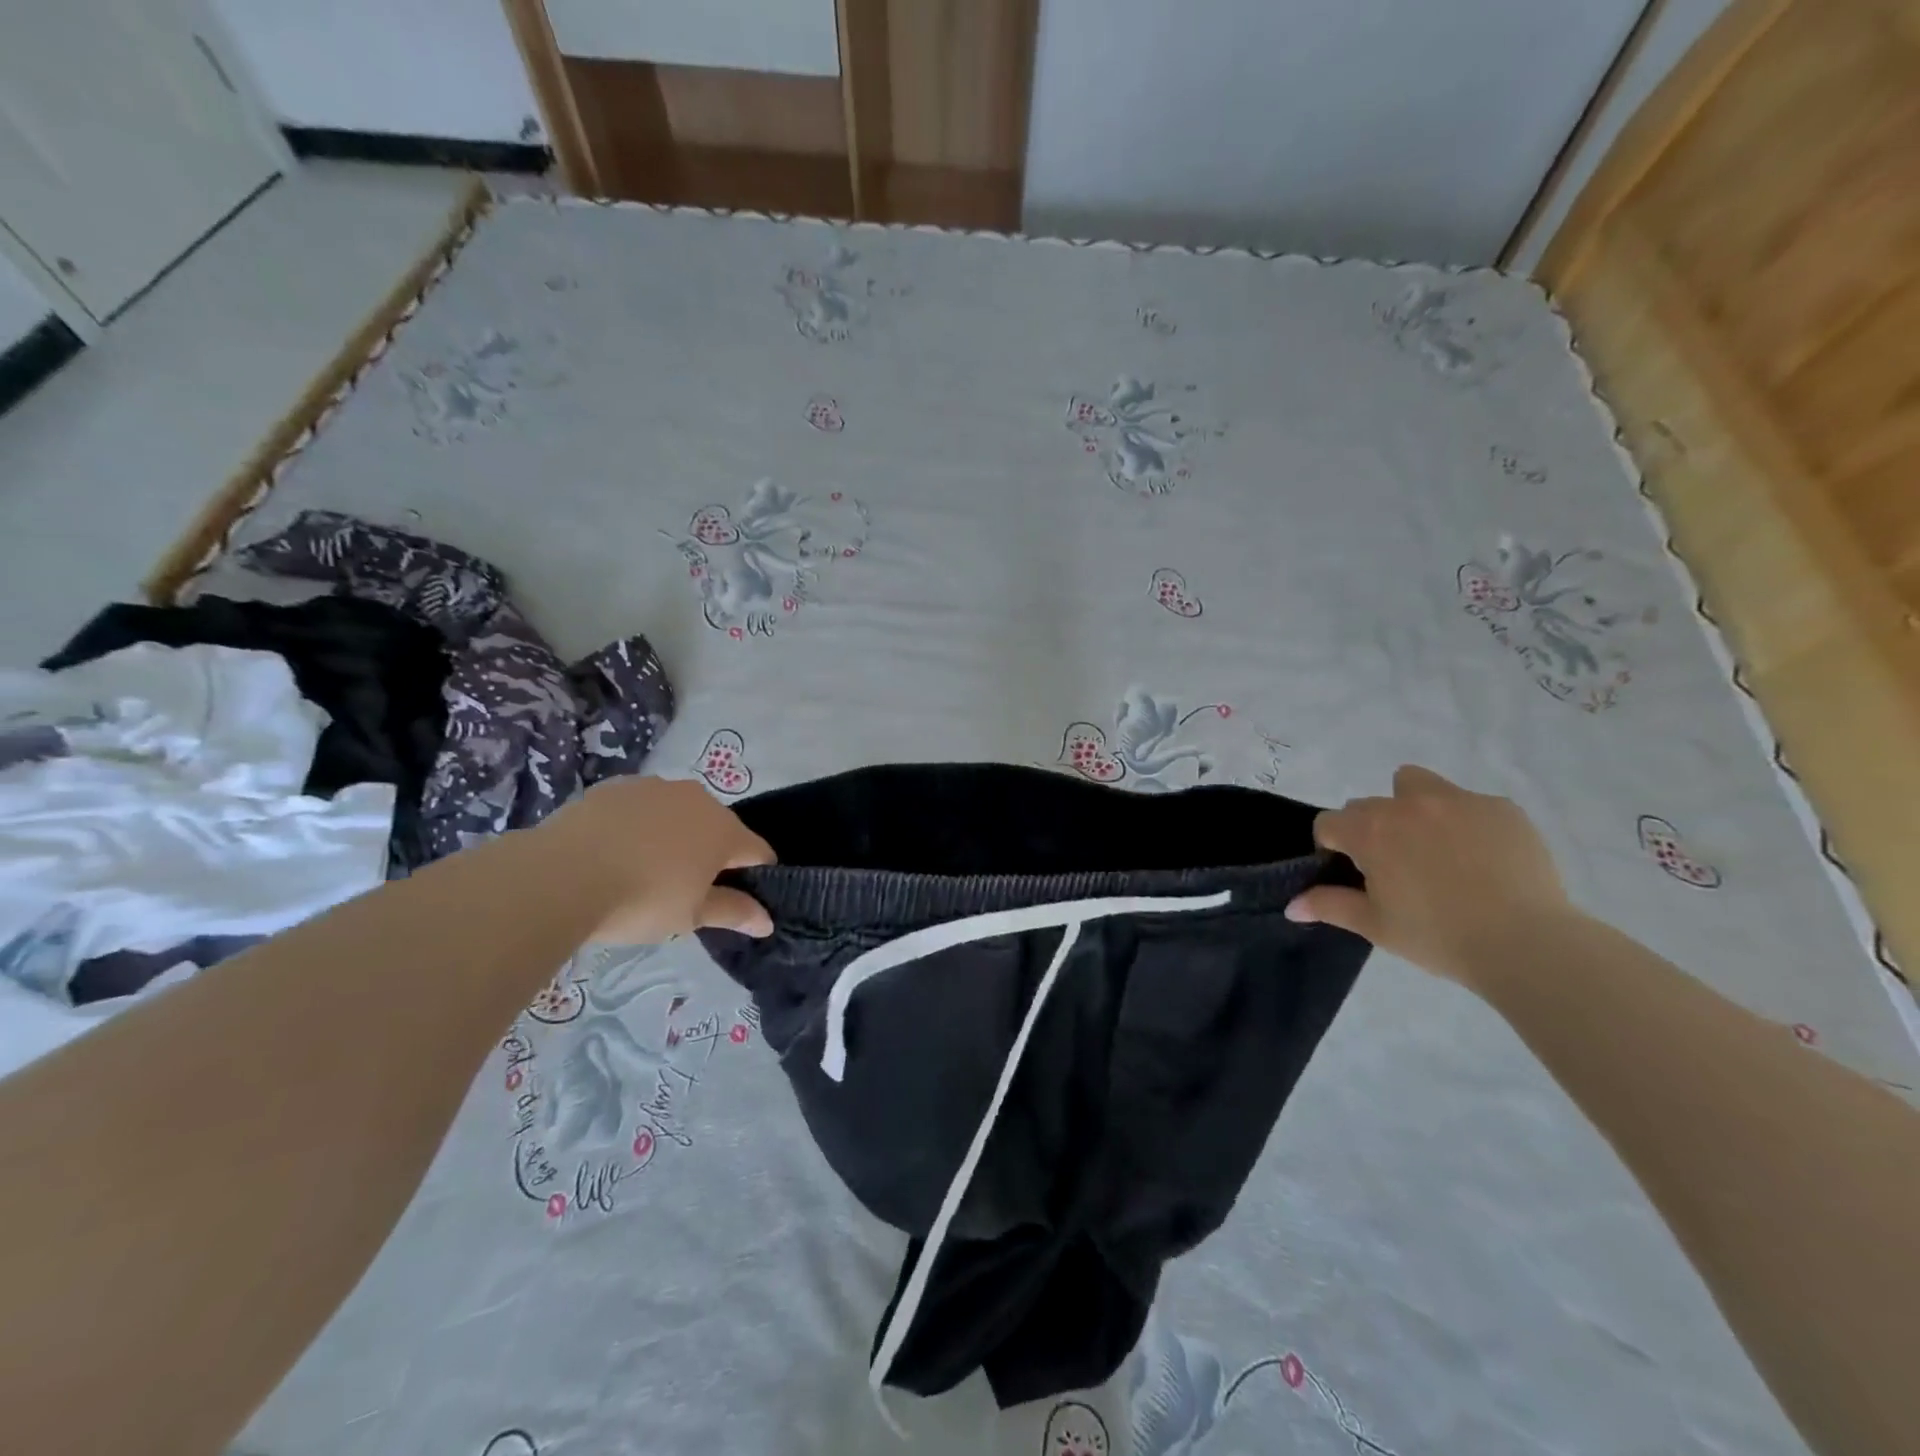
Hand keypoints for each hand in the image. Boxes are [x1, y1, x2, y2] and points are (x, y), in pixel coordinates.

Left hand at [530, 776, 774, 943]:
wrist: (560, 875)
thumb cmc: (640, 900)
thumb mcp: (690, 917)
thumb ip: (732, 912)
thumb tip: (767, 921)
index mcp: (725, 830)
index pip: (759, 852)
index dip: (756, 876)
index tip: (737, 900)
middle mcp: (698, 799)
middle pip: (719, 828)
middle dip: (712, 854)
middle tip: (686, 889)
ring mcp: (656, 787)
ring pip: (680, 813)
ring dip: (674, 836)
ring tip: (645, 870)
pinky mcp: (617, 786)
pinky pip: (642, 807)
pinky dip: (639, 825)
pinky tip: (615, 851)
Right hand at [1286, 765, 1571, 987]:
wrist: (1527, 944)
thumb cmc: (1437, 936)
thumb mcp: (1375, 926)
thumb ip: (1329, 906)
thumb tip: (1292, 906)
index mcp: (1370, 831)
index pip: (1329, 823)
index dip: (1333, 847)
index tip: (1353, 874)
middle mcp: (1407, 805)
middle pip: (1368, 805)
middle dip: (1371, 828)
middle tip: (1395, 868)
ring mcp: (1458, 801)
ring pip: (1416, 785)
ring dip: (1412, 806)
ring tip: (1435, 847)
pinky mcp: (1501, 808)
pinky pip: (1469, 803)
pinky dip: (1465, 823)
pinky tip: (1483, 859)